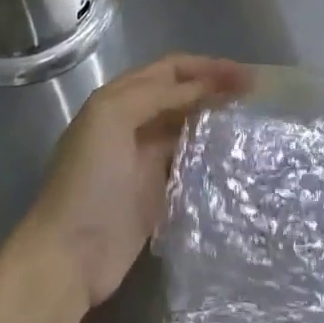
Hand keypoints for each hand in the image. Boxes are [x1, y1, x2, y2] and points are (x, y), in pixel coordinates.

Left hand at [19, 54, 249, 310]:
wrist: (68, 255)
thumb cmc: (88, 179)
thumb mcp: (113, 118)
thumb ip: (157, 95)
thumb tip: (205, 88)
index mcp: (119, 98)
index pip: (171, 69)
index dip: (206, 66)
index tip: (243, 74)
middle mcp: (134, 122)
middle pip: (182, 93)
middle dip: (216, 87)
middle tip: (255, 93)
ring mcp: (146, 158)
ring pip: (188, 125)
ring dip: (215, 117)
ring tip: (250, 118)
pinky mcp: (159, 191)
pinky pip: (190, 161)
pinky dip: (211, 152)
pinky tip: (234, 153)